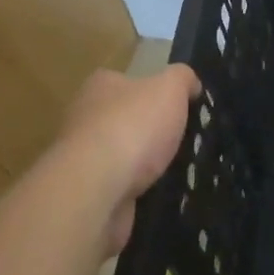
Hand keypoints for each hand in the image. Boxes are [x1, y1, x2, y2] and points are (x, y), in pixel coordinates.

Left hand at [53, 64, 200, 254]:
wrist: (96, 190)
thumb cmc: (133, 127)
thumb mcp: (170, 88)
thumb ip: (183, 79)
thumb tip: (191, 84)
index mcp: (100, 85)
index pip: (127, 82)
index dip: (153, 93)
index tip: (177, 108)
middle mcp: (84, 118)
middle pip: (124, 119)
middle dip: (149, 131)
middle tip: (180, 141)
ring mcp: (83, 159)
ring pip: (122, 156)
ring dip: (143, 165)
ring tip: (175, 171)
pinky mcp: (87, 194)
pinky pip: (119, 188)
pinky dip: (137, 191)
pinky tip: (158, 194)